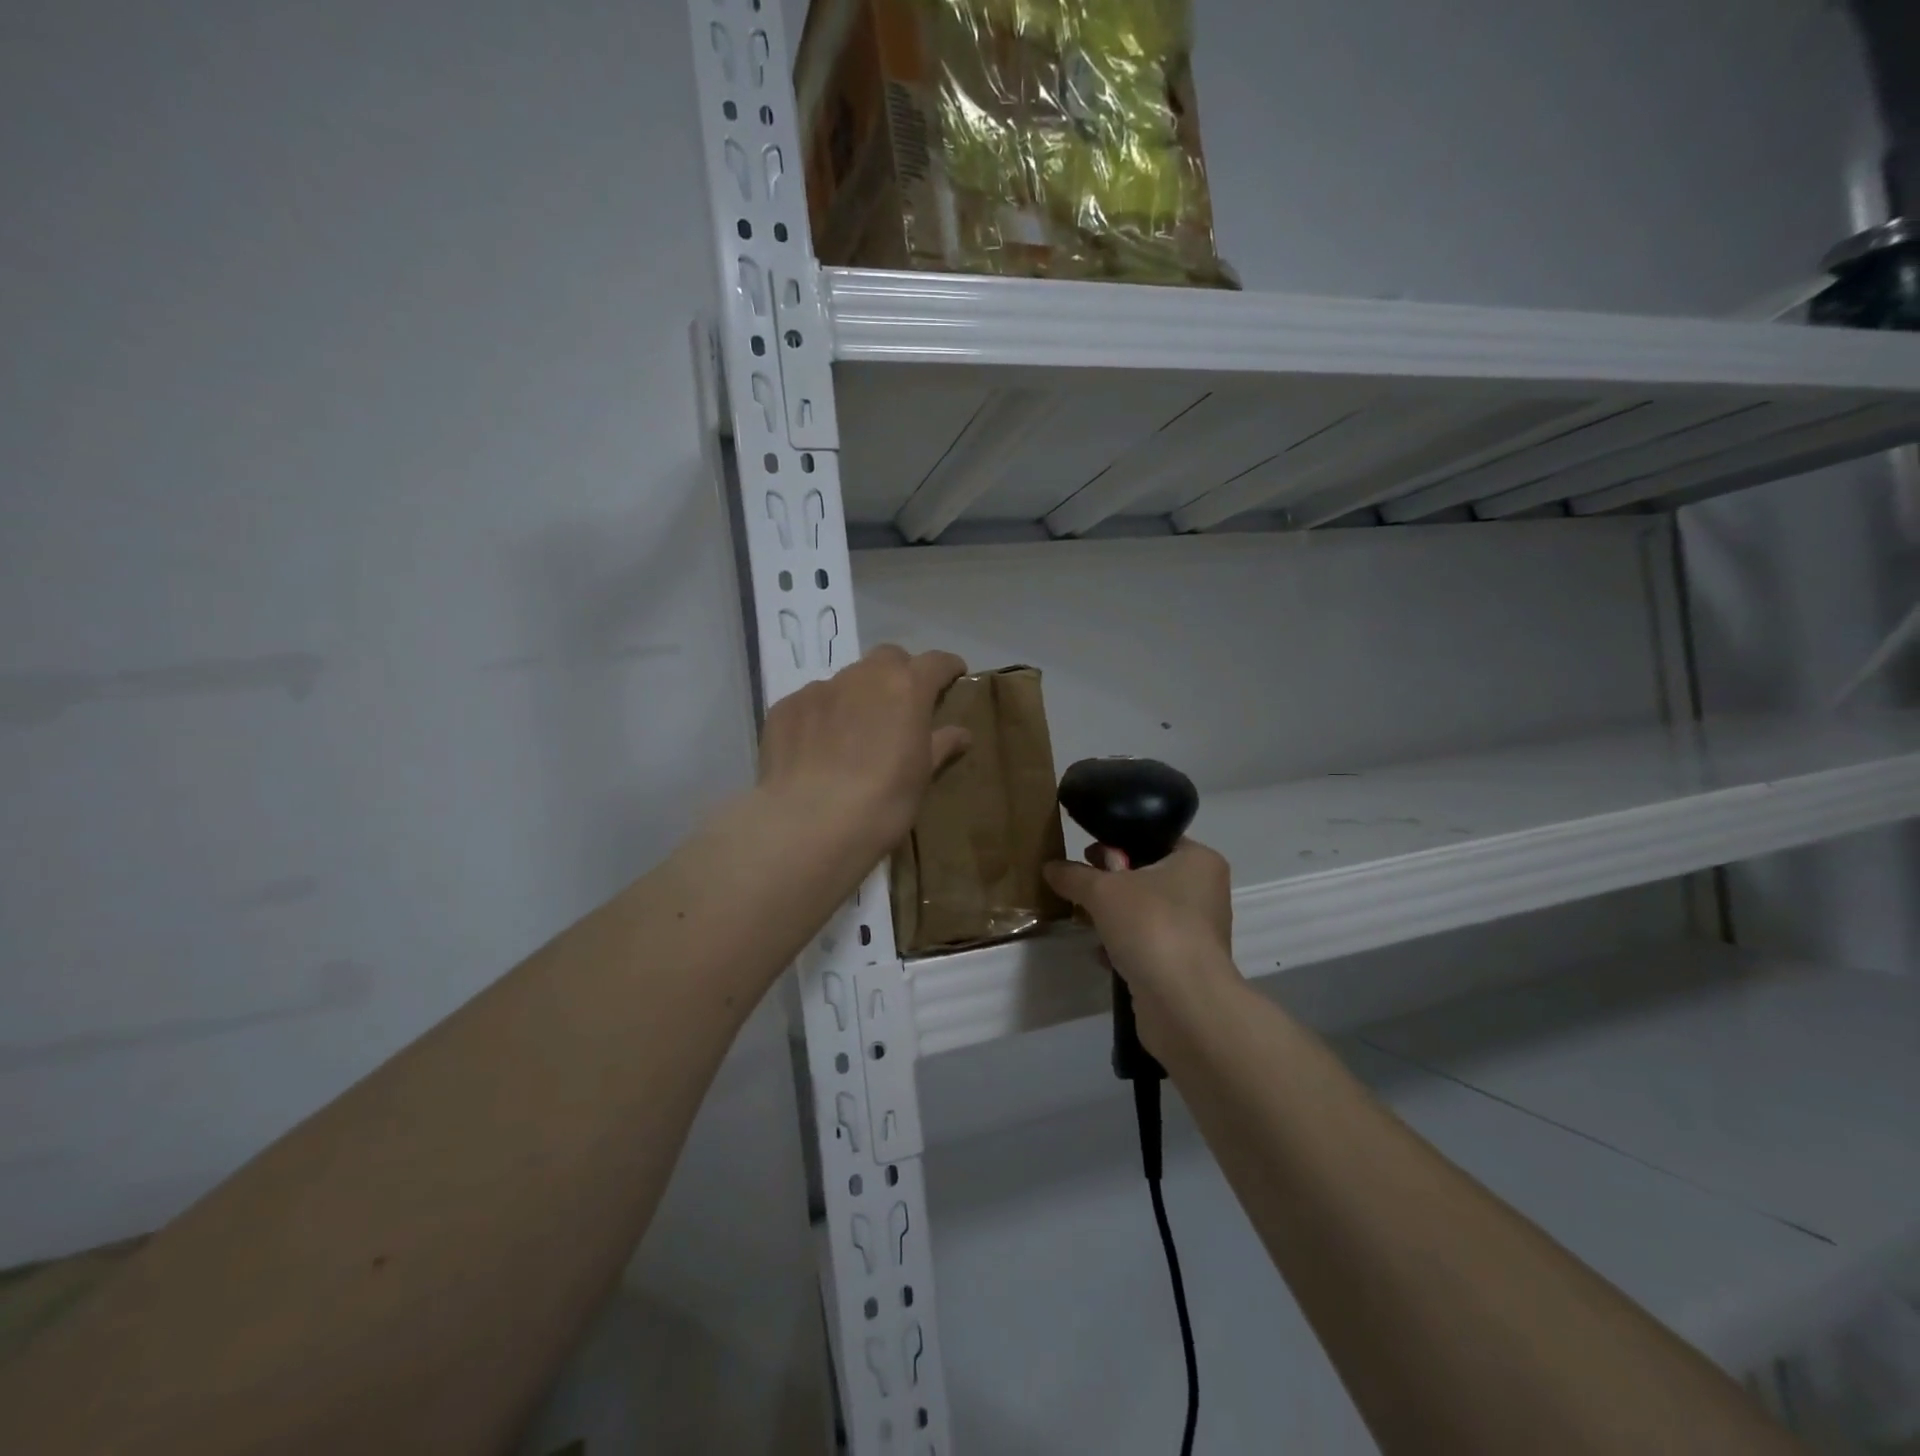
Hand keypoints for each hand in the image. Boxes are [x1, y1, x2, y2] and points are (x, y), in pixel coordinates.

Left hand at [756, 644, 969, 863]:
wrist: (810, 825)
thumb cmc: (883, 802)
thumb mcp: (921, 776)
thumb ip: (940, 745)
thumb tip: (961, 733)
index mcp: (906, 686)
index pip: (936, 662)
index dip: (948, 668)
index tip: (954, 677)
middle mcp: (863, 675)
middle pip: (888, 658)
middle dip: (899, 674)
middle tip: (901, 706)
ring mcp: (820, 688)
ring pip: (846, 680)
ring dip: (857, 697)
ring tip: (854, 735)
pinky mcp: (786, 707)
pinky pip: (812, 703)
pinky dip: (822, 717)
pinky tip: (818, 750)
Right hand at [1043, 838, 1235, 1007]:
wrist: (1183, 1003)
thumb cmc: (1152, 926)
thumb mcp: (1102, 891)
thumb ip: (1074, 875)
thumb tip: (1050, 867)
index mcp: (1199, 861)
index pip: (1155, 838)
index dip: (1118, 842)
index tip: (1087, 853)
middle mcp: (1205, 892)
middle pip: (1148, 876)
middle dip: (1111, 883)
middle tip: (1081, 885)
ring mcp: (1197, 932)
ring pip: (1146, 912)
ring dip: (1115, 917)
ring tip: (1084, 920)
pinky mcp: (1185, 965)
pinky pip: (1148, 944)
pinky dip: (1124, 946)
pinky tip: (1100, 953)